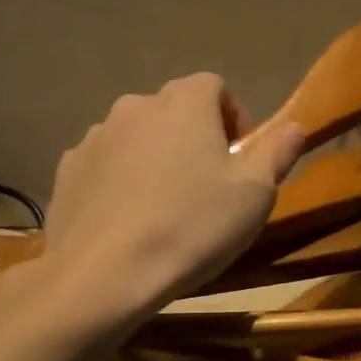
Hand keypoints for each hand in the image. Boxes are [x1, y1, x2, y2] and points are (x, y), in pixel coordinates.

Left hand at [34, 74, 304, 317]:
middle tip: (208, 185)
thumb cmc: (193, 225)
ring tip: (166, 206)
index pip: (215, 86)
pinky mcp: (67, 171)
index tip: (241, 158)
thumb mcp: (255, 193)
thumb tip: (293, 127)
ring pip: (138, 137)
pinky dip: (122, 181)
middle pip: (174, 110)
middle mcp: (135, 106)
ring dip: (156, 158)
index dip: (233, 118)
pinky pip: (106, 165)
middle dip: (195, 138)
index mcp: (184, 102)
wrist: (105, 274)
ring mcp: (95, 137)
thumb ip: (276, 152)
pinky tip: (130, 220)